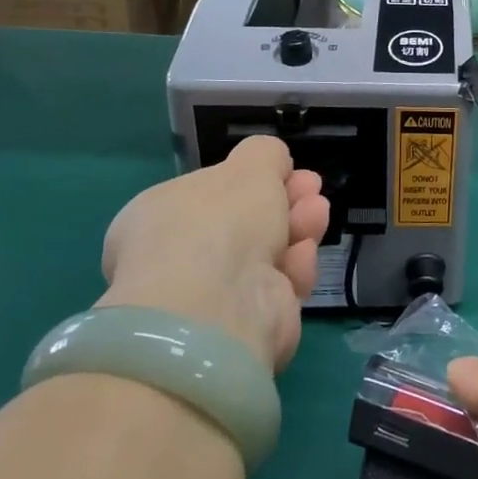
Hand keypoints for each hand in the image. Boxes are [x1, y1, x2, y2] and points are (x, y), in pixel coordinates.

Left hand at [99, 136, 328, 371]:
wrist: (218, 306)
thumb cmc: (221, 222)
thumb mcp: (249, 165)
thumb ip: (265, 154)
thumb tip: (273, 163)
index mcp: (159, 217)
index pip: (209, 193)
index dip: (252, 179)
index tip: (287, 170)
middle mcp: (179, 256)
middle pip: (244, 222)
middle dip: (285, 200)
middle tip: (312, 188)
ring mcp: (211, 294)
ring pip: (267, 252)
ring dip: (298, 227)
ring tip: (318, 212)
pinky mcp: (245, 323)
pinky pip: (277, 286)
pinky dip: (294, 266)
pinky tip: (304, 252)